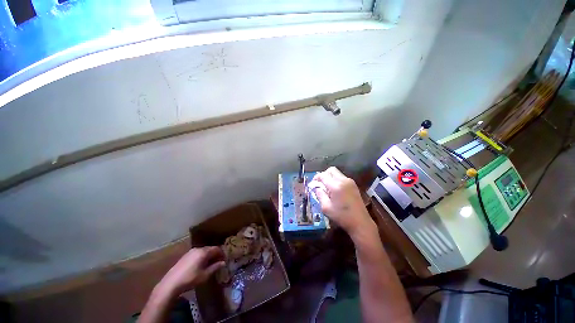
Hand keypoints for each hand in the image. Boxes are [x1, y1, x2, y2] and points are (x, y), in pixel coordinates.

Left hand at [157, 246, 224, 295]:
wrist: (171, 284)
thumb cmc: (190, 279)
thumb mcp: (205, 275)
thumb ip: (215, 267)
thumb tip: (223, 263)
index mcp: (204, 252)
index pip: (217, 249)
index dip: (222, 253)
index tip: (224, 260)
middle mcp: (198, 249)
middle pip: (210, 249)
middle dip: (215, 254)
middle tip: (218, 262)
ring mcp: (191, 252)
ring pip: (203, 251)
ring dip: (208, 256)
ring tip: (210, 264)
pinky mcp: (185, 256)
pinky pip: (197, 253)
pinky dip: (202, 257)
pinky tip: (201, 265)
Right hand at [312, 167, 373, 237]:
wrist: (361, 222)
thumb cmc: (342, 216)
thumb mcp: (326, 208)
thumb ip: (319, 195)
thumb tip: (316, 187)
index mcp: (336, 186)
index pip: (323, 175)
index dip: (316, 178)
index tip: (313, 184)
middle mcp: (344, 180)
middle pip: (331, 170)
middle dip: (323, 175)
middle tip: (320, 184)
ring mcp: (350, 182)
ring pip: (337, 173)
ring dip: (330, 177)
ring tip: (327, 188)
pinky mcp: (354, 185)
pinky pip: (342, 177)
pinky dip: (336, 180)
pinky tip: (335, 190)